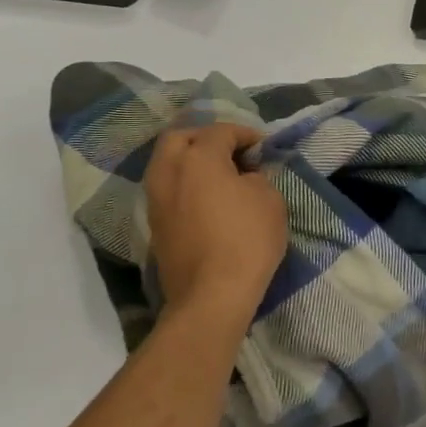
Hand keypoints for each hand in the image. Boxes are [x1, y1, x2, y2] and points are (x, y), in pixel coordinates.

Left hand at [144, 123, 289, 320]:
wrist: (212, 295)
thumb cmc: (247, 239)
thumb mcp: (270, 199)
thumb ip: (256, 178)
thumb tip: (244, 178)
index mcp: (198, 159)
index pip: (220, 131)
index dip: (245, 134)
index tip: (263, 147)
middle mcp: (168, 172)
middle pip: (179, 138)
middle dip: (205, 138)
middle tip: (232, 152)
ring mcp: (156, 200)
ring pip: (167, 164)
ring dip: (191, 161)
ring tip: (221, 176)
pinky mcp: (155, 225)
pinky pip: (167, 189)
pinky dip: (186, 184)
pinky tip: (209, 199)